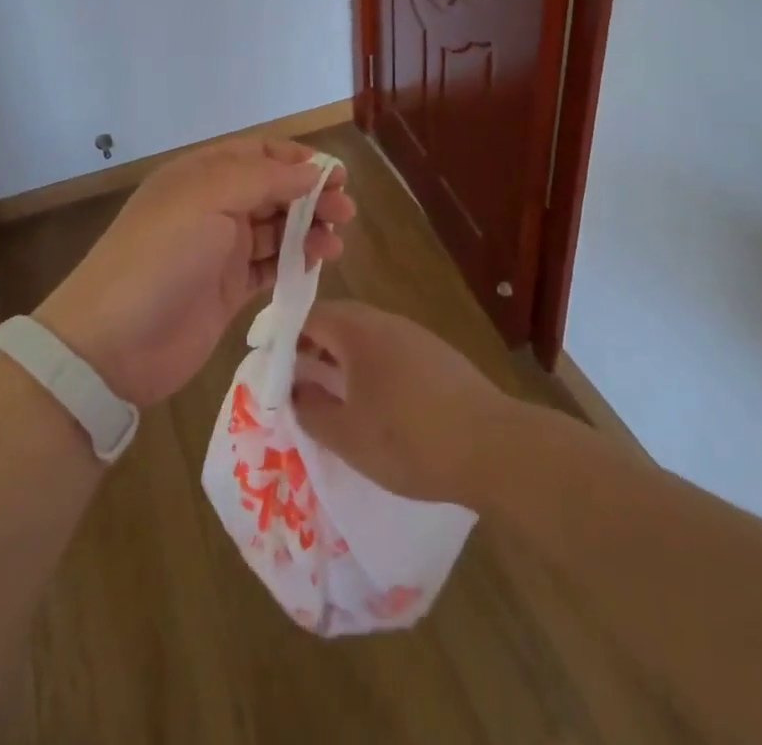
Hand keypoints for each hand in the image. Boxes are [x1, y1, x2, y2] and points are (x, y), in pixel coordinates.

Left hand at [35, 138, 355, 406]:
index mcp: (201, 176)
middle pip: (272, 191)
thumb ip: (264, 179)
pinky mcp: (227, 290)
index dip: (297, 161)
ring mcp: (220, 250)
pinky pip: (269, 267)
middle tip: (346, 212)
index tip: (335, 175)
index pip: (258, 154)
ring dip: (308, 230)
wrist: (113, 343)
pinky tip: (318, 263)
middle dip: (310, 196)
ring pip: (275, 230)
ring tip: (336, 242)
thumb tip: (311, 172)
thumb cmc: (161, 256)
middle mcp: (212, 207)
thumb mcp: (208, 199)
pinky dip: (295, 262)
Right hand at [290, 300, 517, 507]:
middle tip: (294, 379)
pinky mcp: (438, 357)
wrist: (493, 446)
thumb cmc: (409, 439)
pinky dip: (370, 368)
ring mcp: (415, 336)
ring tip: (328, 395)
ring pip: (366, 337)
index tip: (269, 363)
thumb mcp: (347, 435)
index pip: (310, 316)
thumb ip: (311, 410)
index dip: (284, 336)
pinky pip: (390, 351)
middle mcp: (385, 322)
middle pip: (338, 322)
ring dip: (342, 359)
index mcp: (357, 331)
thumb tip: (292, 391)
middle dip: (312, 347)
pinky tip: (373, 403)